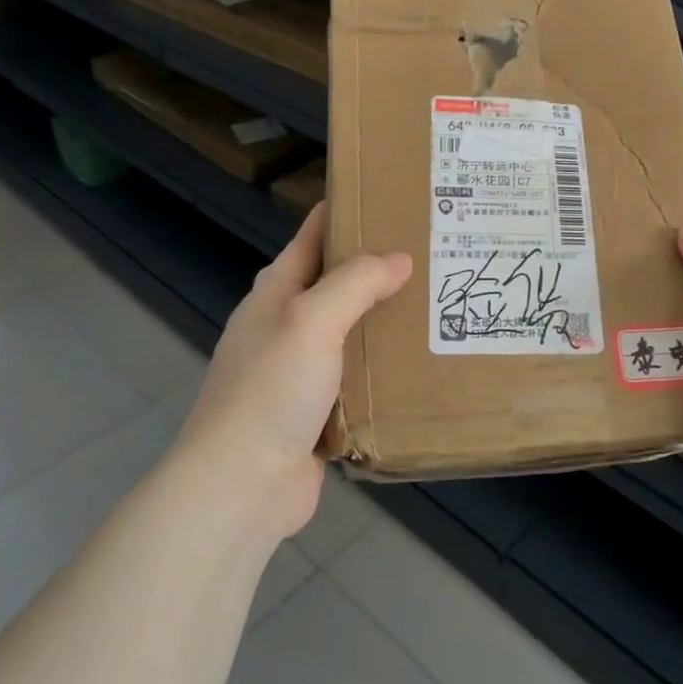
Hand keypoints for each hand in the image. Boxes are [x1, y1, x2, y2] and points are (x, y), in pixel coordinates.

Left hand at [179, 203, 411, 537]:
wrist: (241, 487)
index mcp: (277, 291)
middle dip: (382, 266)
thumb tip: (399, 259)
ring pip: (353, 329)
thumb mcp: (311, 321)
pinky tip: (422, 362)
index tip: (398, 196)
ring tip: (442, 302)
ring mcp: (301, 369)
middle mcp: (288, 323)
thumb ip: (355, 283)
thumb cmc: (270, 392)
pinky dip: (385, 365)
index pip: (316, 233)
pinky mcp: (318, 409)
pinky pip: (359, 375)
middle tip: (437, 251)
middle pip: (339, 281)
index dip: (350, 209)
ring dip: (388, 318)